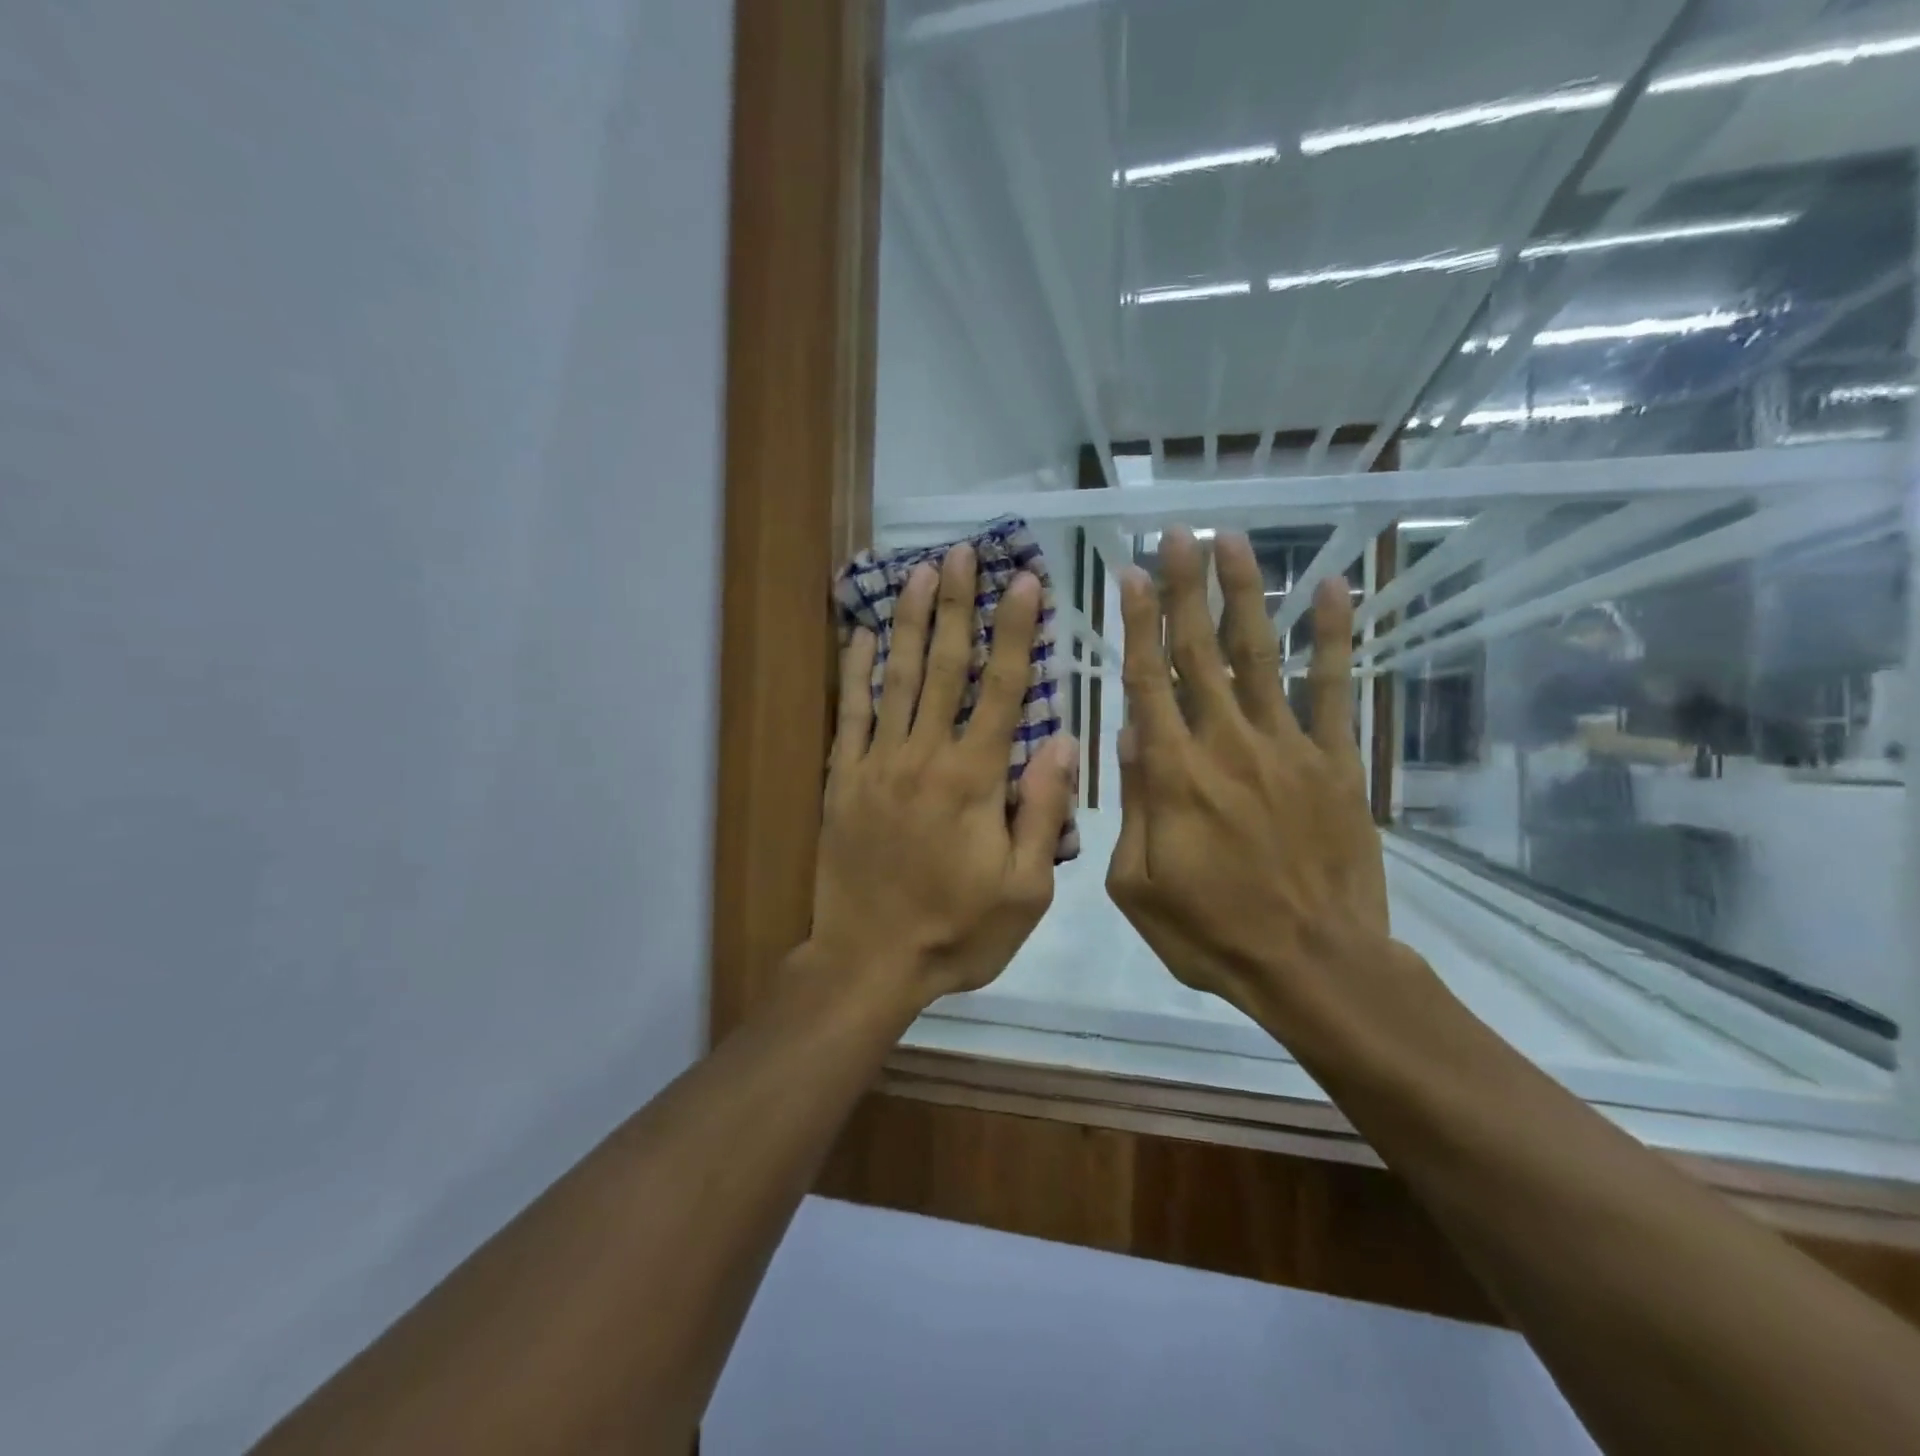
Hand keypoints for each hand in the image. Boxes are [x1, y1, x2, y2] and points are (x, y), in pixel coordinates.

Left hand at [812, 543, 1078, 1004]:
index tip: (1025, 581)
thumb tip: (1062, 741)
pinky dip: (855, 670)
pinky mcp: (843, 780)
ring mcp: (877, 764)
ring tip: (919, 571)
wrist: (869, 962)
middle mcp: (925, 757)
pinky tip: (859, 632)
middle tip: (962, 552)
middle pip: (944, 666)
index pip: (1003, 689)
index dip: (1016, 632)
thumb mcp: (1025, 891)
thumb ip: (1042, 812)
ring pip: (895, 677)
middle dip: (957, 605)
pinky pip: (849, 714)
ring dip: (908, 620)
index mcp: (975, 780)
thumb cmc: (957, 932)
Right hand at [1104, 528, 1390, 1019]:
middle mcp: (1226, 745)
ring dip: (1244, 594)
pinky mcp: (1336, 761)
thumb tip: (1127, 739)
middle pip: (1199, 653)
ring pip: (1259, 655)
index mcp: (1173, 776)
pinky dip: (1332, 637)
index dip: (1137, 625)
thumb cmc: (1212, 933)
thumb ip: (1128, 809)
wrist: (1314, 965)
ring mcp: (1287, 748)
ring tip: (1232, 540)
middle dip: (1183, 589)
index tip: (1128, 576)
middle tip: (1175, 534)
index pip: (1148, 683)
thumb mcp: (1137, 887)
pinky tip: (1329, 588)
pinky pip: (1335, 689)